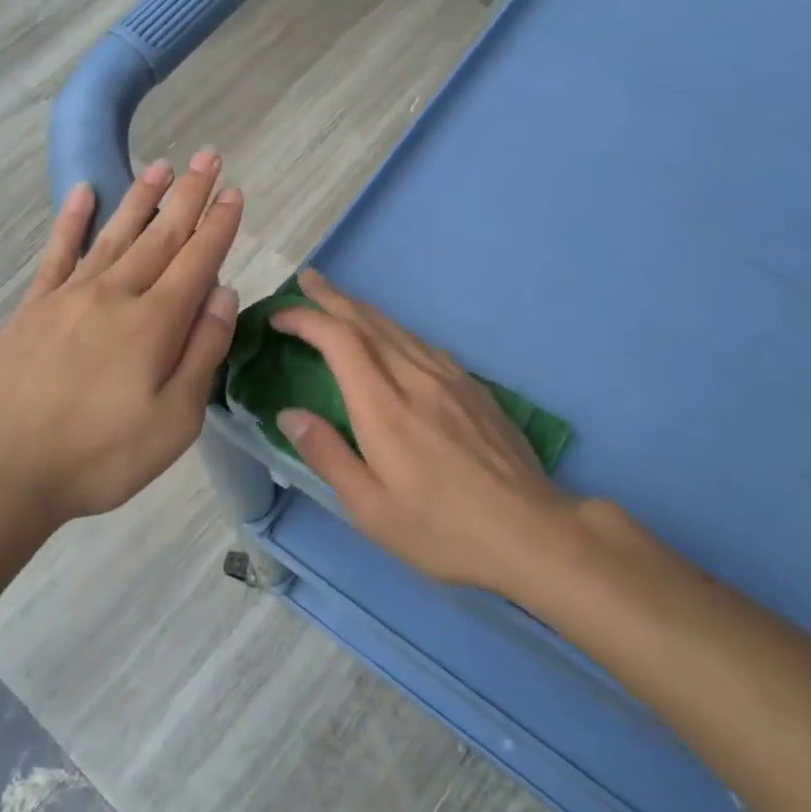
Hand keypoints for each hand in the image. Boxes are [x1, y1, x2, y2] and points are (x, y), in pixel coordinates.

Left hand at [0, 152, 242, 526]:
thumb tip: (224, 292)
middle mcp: (115, 294)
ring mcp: (69, 296)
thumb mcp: (174, 422)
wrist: (5, 470)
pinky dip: (71, 219)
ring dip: (141, 198)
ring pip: (115, 234)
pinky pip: (56, 252)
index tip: (234, 193)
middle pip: (160, 236)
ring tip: (160, 165)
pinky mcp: (33, 307)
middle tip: (207, 157)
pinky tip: (82, 192)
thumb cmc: (101, 456)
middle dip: (189, 196)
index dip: (219, 225)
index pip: (197, 260)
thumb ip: (202, 352)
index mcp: (154, 322)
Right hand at [271, 269, 570, 594]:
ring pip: (398, 328)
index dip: (306, 318)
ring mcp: (449, 378)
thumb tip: (289, 414)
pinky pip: (423, 344)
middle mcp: (415, 378)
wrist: (531, 531)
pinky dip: (395, 330)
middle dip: (332, 297)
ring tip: (339, 301)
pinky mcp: (473, 386)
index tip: (280, 316)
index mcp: (383, 407)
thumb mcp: (371, 509)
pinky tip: (392, 338)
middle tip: (306, 280)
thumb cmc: (442, 529)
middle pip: (368, 321)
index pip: (339, 340)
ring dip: (363, 309)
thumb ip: (327, 455)